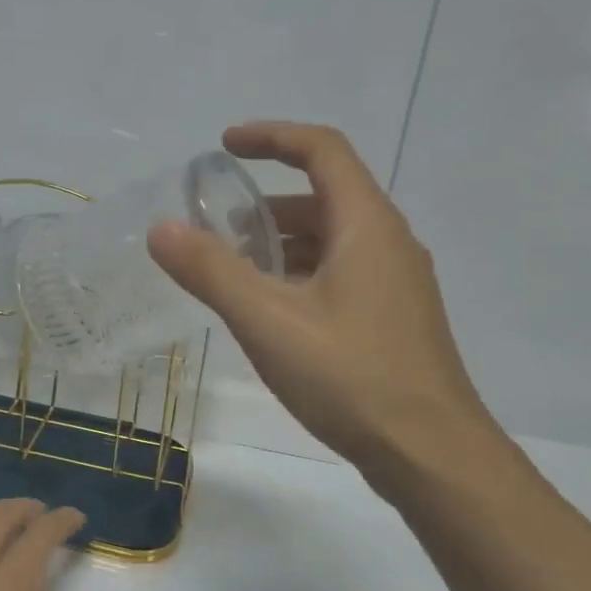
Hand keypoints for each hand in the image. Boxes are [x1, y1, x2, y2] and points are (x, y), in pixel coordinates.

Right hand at [148, 122, 494, 483]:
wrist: (430, 453)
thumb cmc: (351, 376)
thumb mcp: (268, 321)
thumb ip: (211, 271)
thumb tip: (161, 229)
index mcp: (367, 225)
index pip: (322, 150)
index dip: (272, 137)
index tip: (225, 145)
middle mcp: (389, 243)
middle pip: (323, 198)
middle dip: (264, 205)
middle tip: (214, 229)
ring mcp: (396, 284)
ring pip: (330, 241)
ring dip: (279, 244)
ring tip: (231, 272)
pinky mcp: (393, 319)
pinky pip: (339, 275)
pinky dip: (298, 275)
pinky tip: (269, 313)